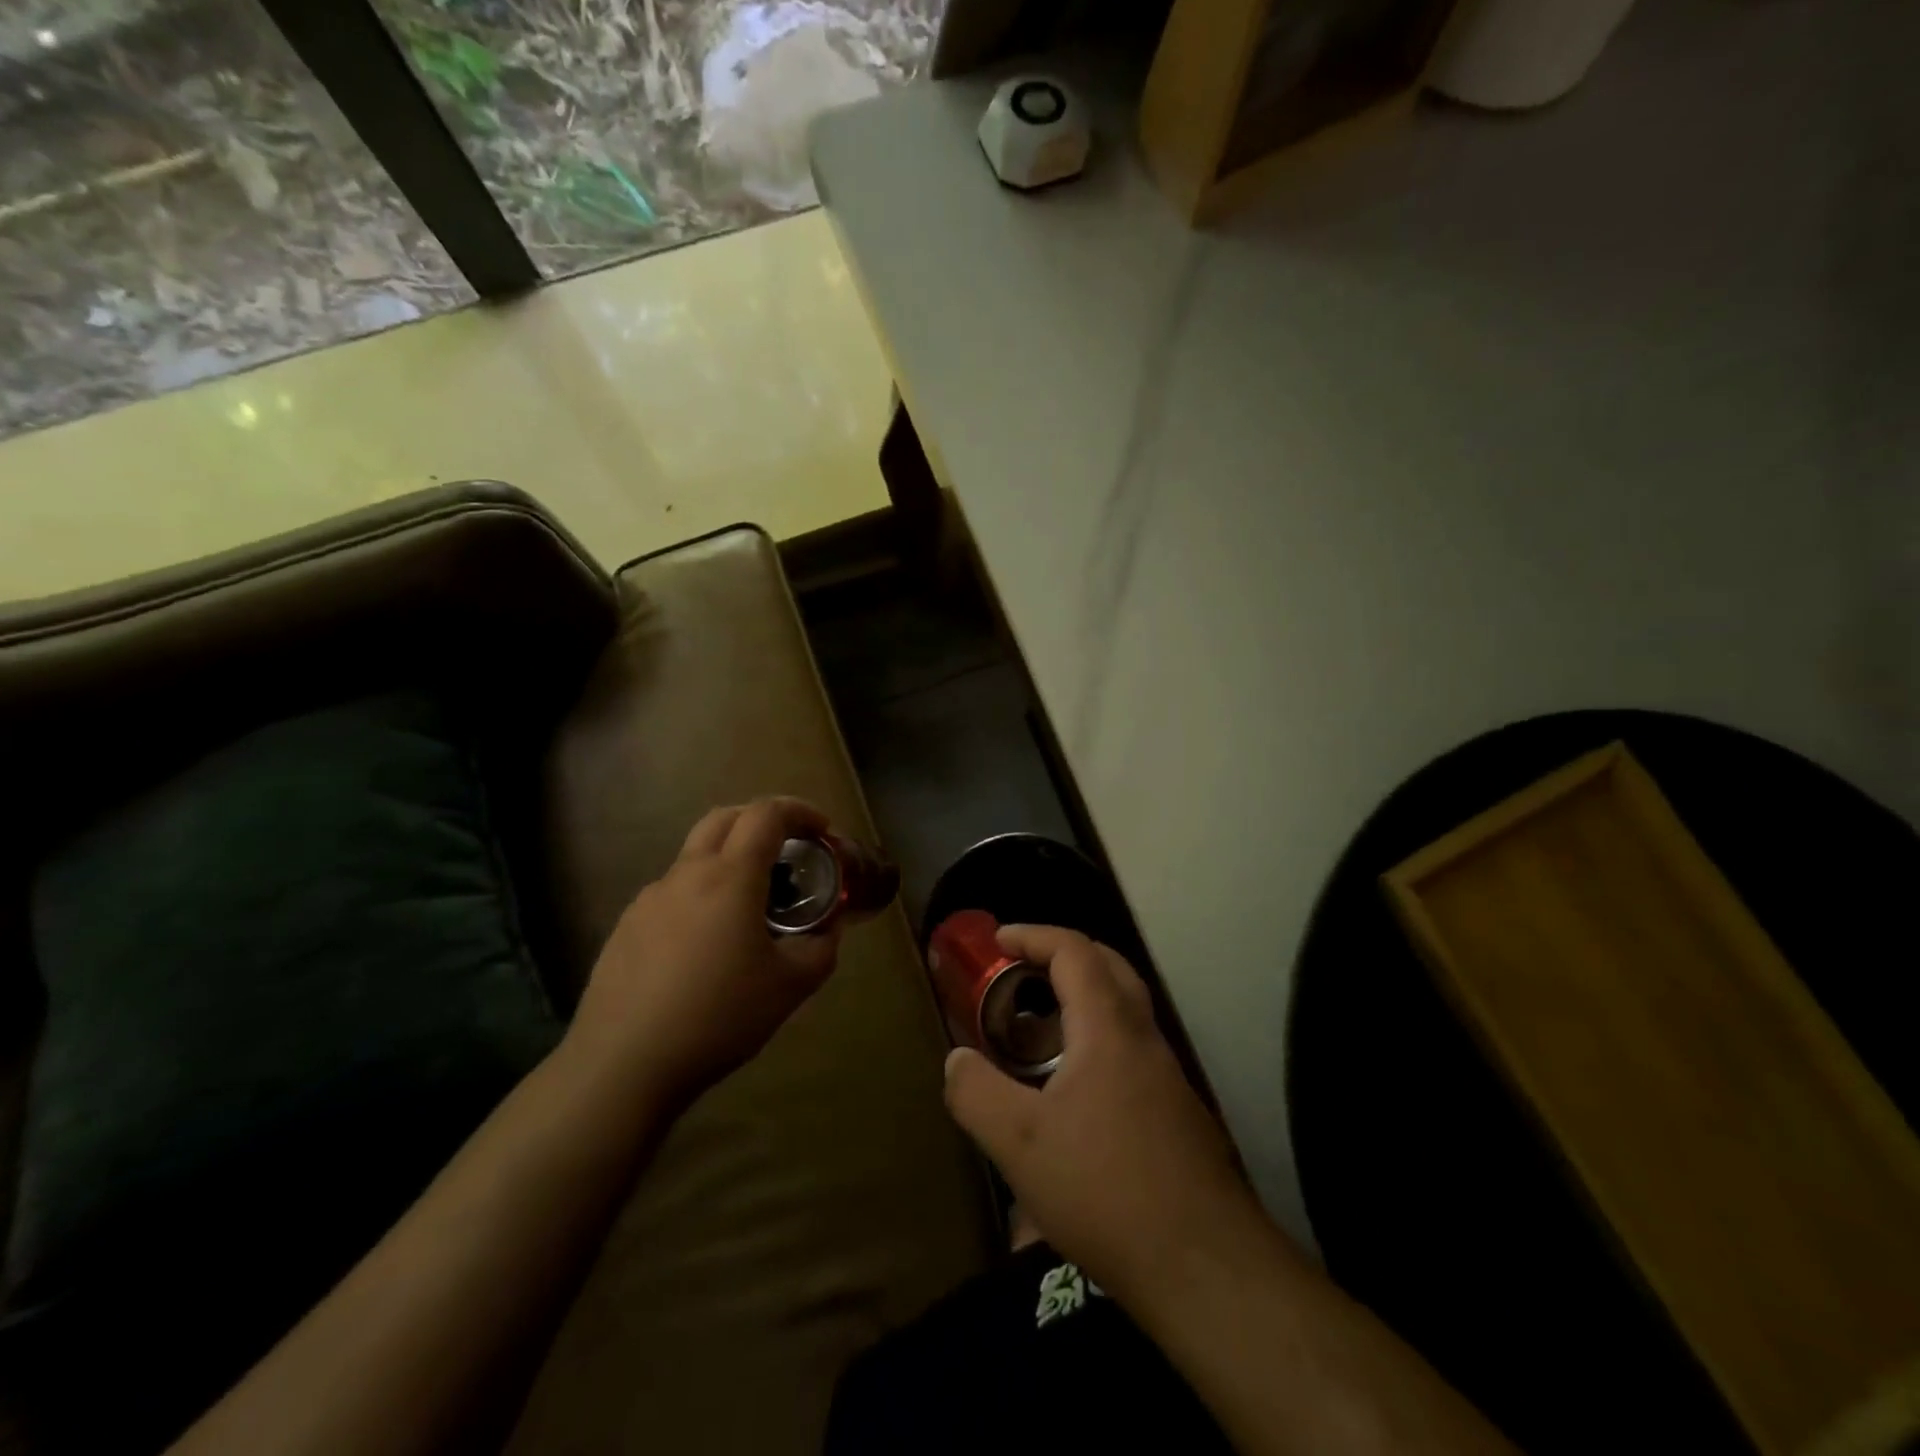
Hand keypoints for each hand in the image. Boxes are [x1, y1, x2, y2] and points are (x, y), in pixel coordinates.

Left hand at [564, 798, 842, 1106]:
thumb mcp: (791, 987)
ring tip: (750, 909)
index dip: (800, 811)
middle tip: (788, 850)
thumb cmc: (718, 1017)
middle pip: (725, 819)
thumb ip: (821, 948)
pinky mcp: (626, 928)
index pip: (766, 814)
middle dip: (762, 821)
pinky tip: (707, 947)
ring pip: (695, 857)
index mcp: (730, 877)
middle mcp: (686, 875)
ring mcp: (649, 900)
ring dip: (729, 861)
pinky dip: (701, 897)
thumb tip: (826, 930)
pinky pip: (673, 894)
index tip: (822, 832)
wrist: (623, 1066)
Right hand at [943, 926, 1267, 1303]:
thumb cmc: (1106, 1189)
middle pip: (1108, 967)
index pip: (1074, 950)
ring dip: (1080, 1002)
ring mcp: (1166, 1075)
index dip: (1033, 935)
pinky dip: (1095, 1043)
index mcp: (1108, 1027)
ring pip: (1123, 1011)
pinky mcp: (1176, 1113)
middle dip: (1062, 956)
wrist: (1205, 1268)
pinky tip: (1070, 1095)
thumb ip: (976, 1093)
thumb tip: (957, 1059)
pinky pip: (1130, 1051)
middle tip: (1020, 971)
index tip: (997, 940)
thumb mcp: (1020, 1144)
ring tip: (1035, 1035)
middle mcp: (1144, 1037)